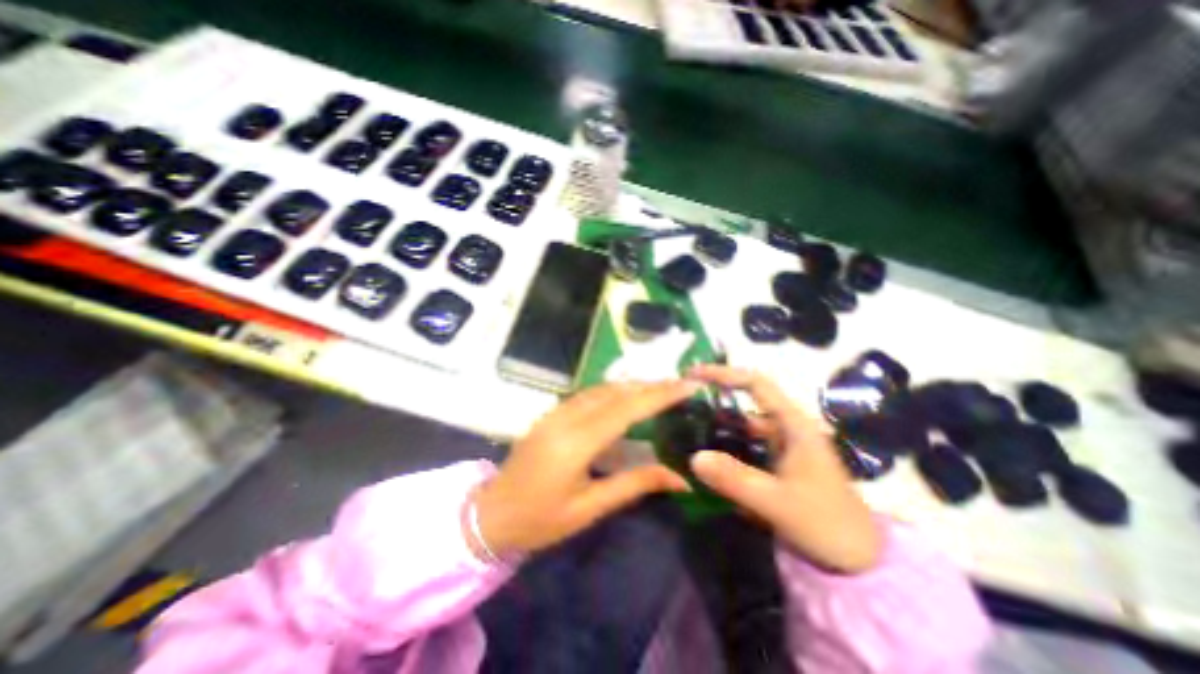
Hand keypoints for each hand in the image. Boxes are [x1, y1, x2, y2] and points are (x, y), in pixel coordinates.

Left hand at [474, 378, 700, 558]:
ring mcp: (556, 411)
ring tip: (661, 388)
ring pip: (602, 388)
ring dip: (633, 385)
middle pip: (616, 392)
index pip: (627, 408)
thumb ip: (635, 484)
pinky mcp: (551, 413)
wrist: (490, 513)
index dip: (659, 394)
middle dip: (651, 385)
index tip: (688, 385)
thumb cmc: (540, 520)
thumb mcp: (590, 508)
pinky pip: (589, 394)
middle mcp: (567, 417)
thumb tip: (680, 479)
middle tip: (681, 384)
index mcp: (577, 442)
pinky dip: (614, 390)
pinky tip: (626, 396)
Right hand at [685, 365, 877, 569]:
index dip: (724, 374)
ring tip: (684, 430)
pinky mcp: (774, 464)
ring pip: (741, 428)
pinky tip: (704, 458)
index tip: (693, 374)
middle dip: (713, 402)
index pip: (756, 384)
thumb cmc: (827, 523)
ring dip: (715, 428)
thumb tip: (694, 457)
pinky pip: (743, 448)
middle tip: (680, 406)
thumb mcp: (779, 502)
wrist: (859, 561)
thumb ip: (736, 479)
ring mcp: (779, 447)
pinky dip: (723, 449)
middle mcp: (785, 428)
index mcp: (793, 424)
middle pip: (744, 404)